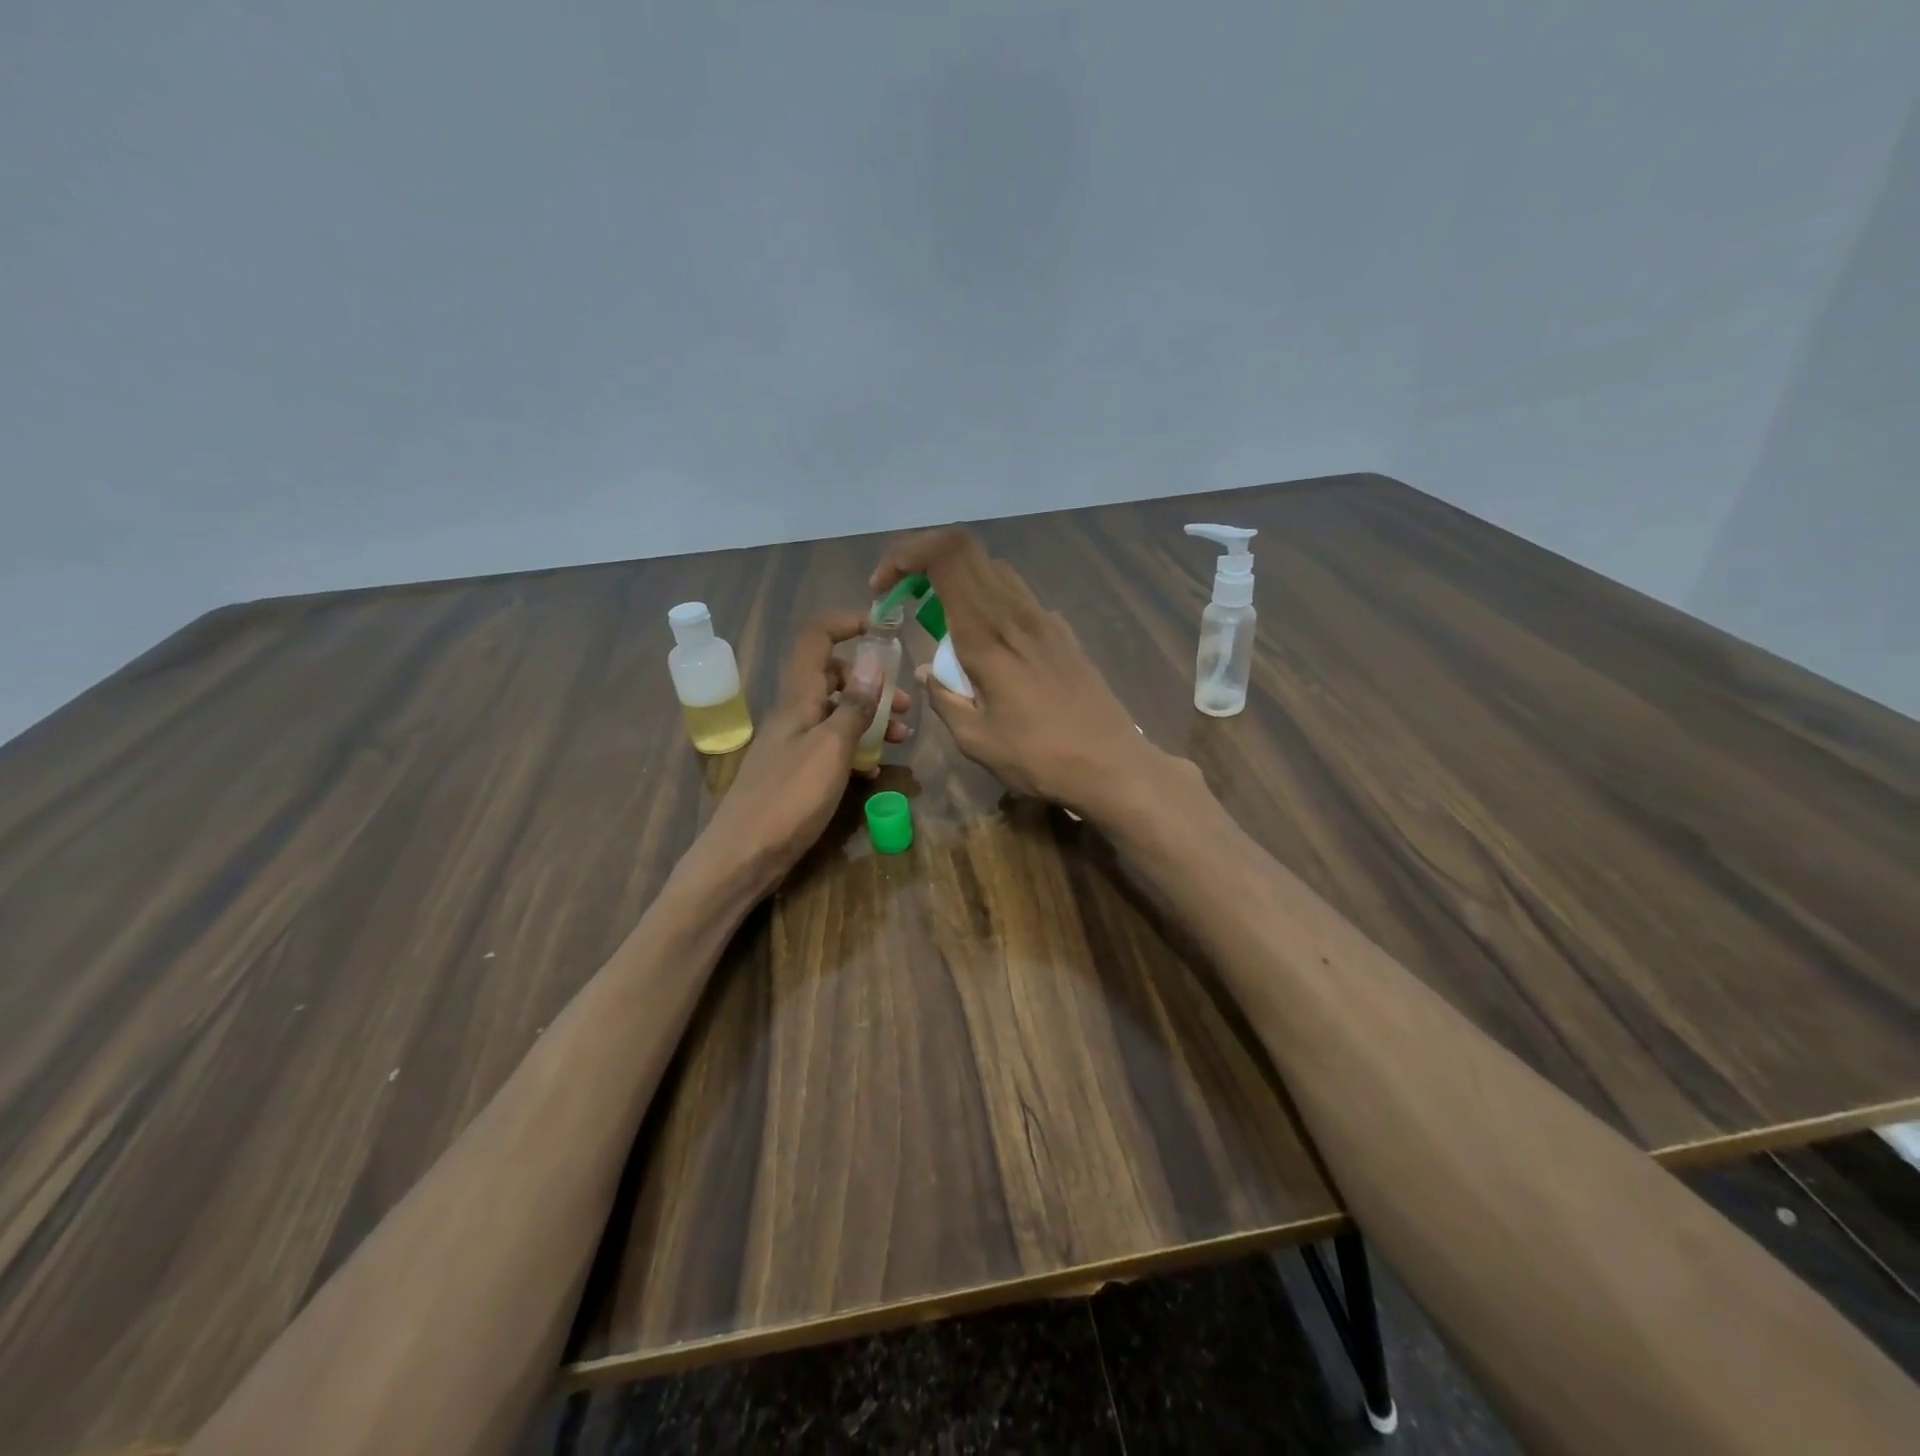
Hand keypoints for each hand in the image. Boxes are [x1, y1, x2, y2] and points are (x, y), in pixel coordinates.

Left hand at [692, 612, 910, 894]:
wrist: (744, 856)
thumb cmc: (789, 798)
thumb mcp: (831, 749)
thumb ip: (854, 705)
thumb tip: (873, 659)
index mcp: (798, 697)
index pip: (817, 638)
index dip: (847, 624)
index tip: (884, 629)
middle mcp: (794, 713)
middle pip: (832, 677)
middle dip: (871, 682)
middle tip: (904, 705)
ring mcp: (793, 744)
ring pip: (835, 714)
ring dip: (869, 718)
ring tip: (900, 738)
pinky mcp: (796, 772)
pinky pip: (831, 747)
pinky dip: (855, 749)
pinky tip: (873, 769)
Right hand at [871, 529, 1162, 817]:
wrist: (1112, 765)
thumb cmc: (1039, 757)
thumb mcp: (976, 740)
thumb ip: (944, 699)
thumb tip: (928, 673)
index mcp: (987, 633)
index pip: (945, 555)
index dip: (906, 554)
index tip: (883, 588)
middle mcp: (1016, 612)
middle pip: (966, 551)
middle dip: (924, 563)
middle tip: (904, 599)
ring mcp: (1045, 618)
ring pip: (993, 571)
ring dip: (958, 582)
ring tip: (941, 622)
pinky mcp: (1063, 632)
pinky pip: (1018, 597)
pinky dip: (989, 602)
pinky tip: (989, 645)